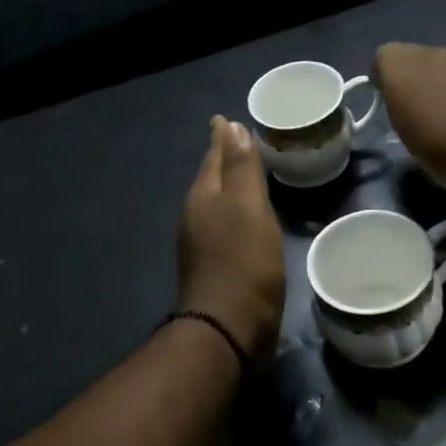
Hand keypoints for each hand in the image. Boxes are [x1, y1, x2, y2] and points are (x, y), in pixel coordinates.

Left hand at [178, 116, 285, 359]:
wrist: (228, 328)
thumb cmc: (243, 262)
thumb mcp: (247, 207)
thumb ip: (240, 167)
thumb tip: (231, 125)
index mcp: (204, 196)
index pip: (214, 156)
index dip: (223, 137)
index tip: (226, 118)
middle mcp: (198, 215)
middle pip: (211, 177)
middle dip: (223, 157)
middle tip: (238, 138)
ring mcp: (203, 243)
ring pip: (216, 202)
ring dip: (228, 185)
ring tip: (245, 173)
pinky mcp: (216, 266)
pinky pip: (225, 226)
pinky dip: (235, 212)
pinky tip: (247, 218)